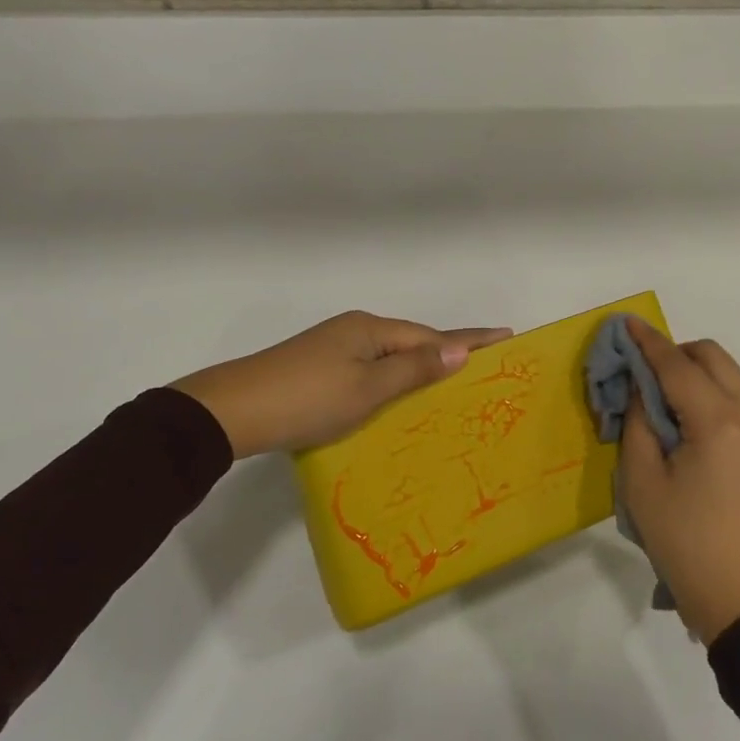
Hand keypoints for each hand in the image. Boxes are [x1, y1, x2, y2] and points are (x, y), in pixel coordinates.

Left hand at [173, 311, 511, 459]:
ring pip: (390, 356)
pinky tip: (400, 395)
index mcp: (370, 329)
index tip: (506, 335)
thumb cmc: (307, 399)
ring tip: (452, 381)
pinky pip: (371, 368)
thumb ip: (413, 369)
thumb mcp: (367, 388)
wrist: (233, 412)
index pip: (432, 334)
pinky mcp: (319, 369)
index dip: (470, 339)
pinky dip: (393, 379)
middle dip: (448, 350)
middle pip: (412, 340)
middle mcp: (355, 330)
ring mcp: (334, 348)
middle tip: (486, 362)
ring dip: (420, 366)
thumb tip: (460, 348)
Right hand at [617, 318, 739, 642]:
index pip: (677, 365)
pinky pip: (736, 403)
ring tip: (660, 400)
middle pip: (712, 358)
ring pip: (728, 378)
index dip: (648, 342)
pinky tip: (685, 426)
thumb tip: (642, 390)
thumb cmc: (688, 543)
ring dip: (694, 373)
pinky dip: (708, 395)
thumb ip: (639, 424)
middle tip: (642, 371)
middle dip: (676, 351)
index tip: (625, 322)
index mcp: (717, 422)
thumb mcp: (643, 483)